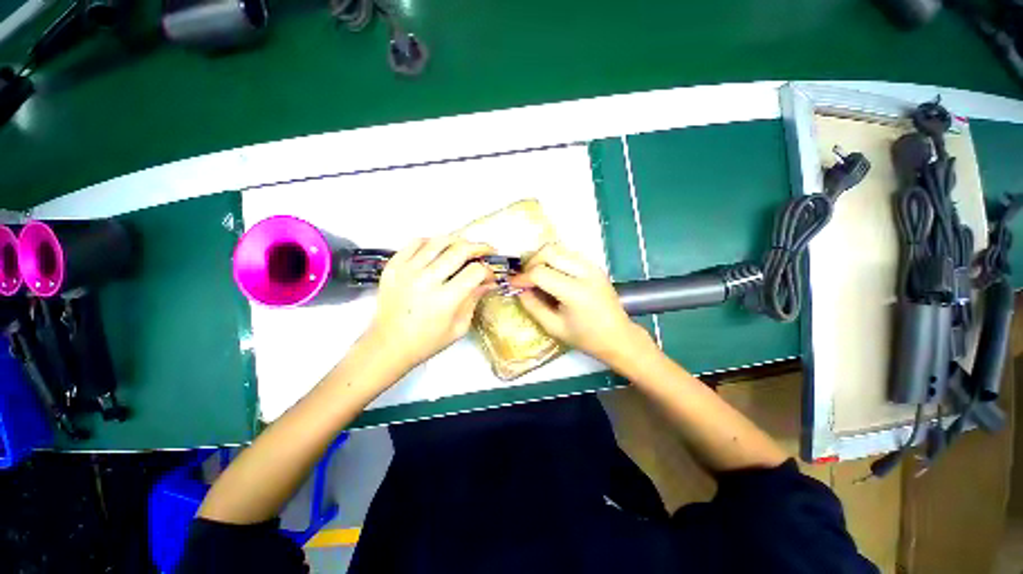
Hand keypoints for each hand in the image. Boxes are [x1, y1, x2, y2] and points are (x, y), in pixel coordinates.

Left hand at [365, 236, 494, 375]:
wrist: (388, 345)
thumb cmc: (426, 342)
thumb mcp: (459, 327)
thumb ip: (474, 300)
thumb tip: (488, 282)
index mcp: (445, 299)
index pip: (475, 271)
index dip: (488, 271)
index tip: (489, 276)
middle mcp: (426, 280)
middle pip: (460, 250)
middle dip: (479, 248)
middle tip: (486, 251)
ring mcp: (407, 270)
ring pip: (439, 241)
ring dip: (457, 241)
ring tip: (465, 246)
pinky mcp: (393, 266)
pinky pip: (415, 242)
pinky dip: (431, 241)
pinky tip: (439, 248)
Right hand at [509, 242, 654, 365]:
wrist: (618, 336)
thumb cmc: (586, 338)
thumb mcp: (554, 327)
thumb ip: (533, 306)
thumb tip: (519, 290)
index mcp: (575, 292)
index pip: (540, 273)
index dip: (522, 278)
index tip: (513, 285)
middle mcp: (585, 272)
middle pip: (549, 252)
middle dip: (531, 263)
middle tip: (525, 279)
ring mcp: (592, 266)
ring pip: (558, 248)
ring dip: (543, 259)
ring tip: (537, 276)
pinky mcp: (594, 265)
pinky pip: (568, 254)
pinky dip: (555, 260)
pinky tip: (552, 275)